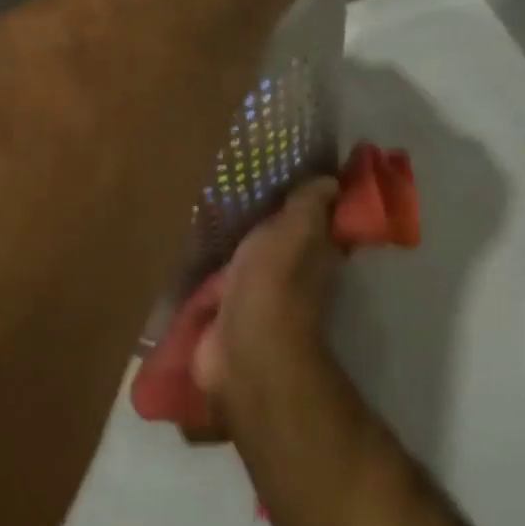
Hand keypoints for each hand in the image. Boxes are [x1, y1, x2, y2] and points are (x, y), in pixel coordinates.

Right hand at [192, 177, 343, 422]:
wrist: (242, 347)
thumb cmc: (273, 281)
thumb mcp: (296, 229)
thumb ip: (309, 204)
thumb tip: (331, 180)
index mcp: (317, 255)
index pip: (321, 224)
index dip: (311, 204)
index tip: (292, 178)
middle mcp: (295, 278)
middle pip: (283, 244)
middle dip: (267, 226)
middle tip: (240, 191)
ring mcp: (260, 299)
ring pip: (250, 265)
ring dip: (236, 251)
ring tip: (211, 217)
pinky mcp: (228, 316)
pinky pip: (220, 288)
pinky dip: (211, 277)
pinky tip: (193, 255)